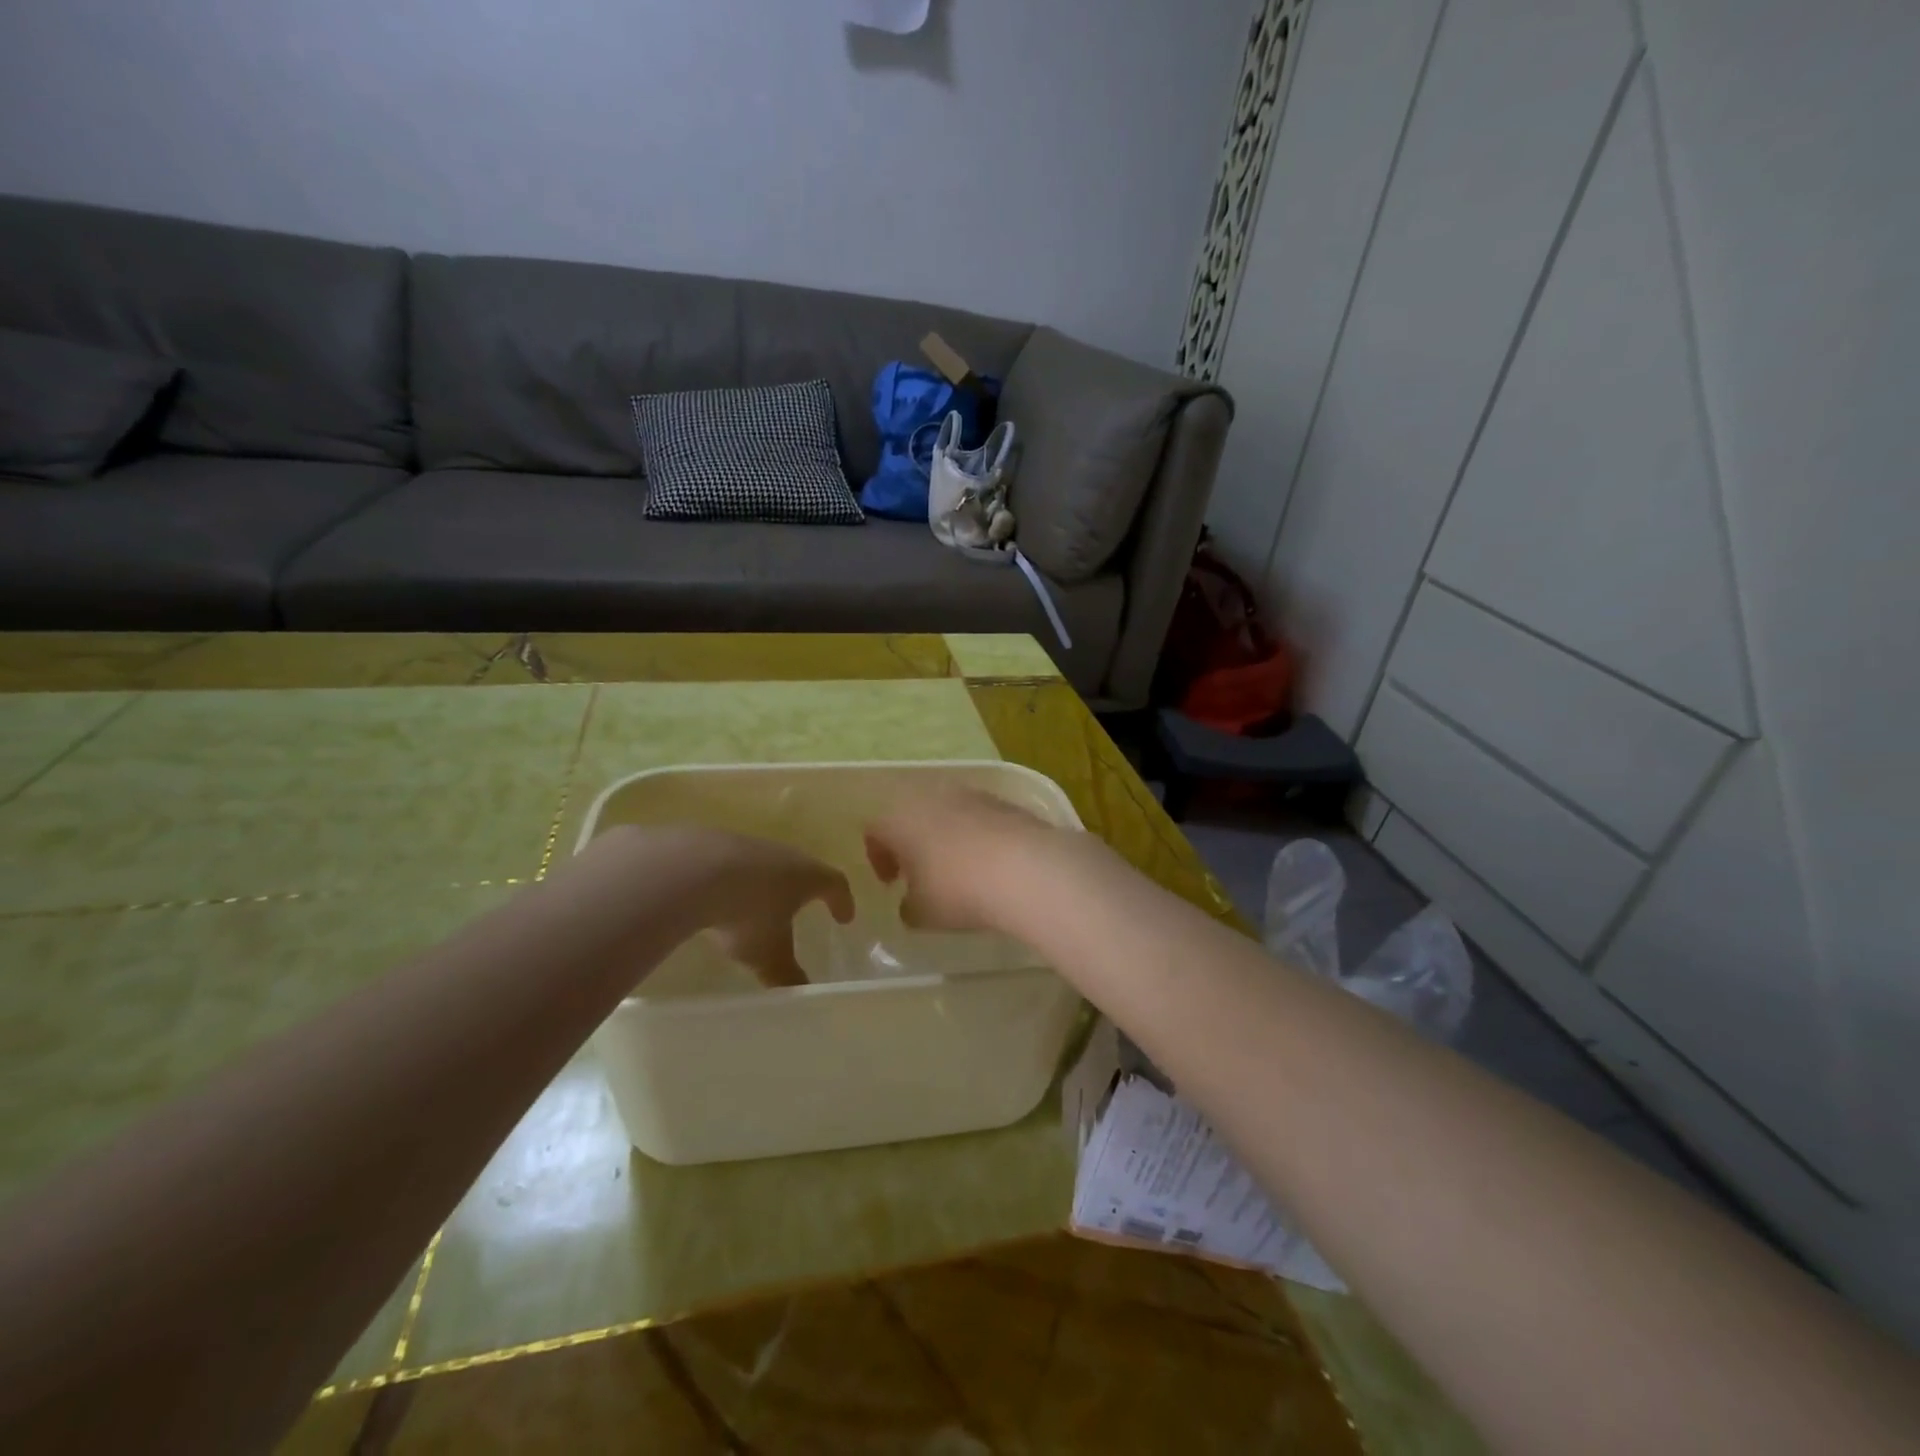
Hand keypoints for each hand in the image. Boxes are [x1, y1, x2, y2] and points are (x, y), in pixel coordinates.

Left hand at [674, 830, 855, 987]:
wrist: (694, 870)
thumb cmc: (748, 913)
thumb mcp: (769, 954)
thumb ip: (787, 974)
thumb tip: (803, 994)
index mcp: (808, 876)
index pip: (835, 884)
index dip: (842, 901)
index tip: (845, 918)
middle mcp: (785, 855)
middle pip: (803, 869)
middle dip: (804, 891)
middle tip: (804, 907)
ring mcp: (750, 846)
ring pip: (767, 866)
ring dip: (767, 885)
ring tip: (760, 906)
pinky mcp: (716, 846)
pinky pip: (735, 866)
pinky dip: (736, 882)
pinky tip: (722, 899)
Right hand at [863, 787, 1068, 934]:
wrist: (1026, 868)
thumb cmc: (958, 890)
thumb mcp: (922, 913)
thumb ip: (908, 907)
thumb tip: (910, 904)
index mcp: (900, 818)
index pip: (875, 830)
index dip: (879, 857)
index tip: (891, 882)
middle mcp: (931, 796)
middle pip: (911, 815)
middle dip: (913, 842)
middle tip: (921, 873)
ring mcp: (970, 795)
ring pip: (946, 813)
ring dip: (946, 836)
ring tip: (958, 869)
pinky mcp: (1004, 802)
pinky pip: (979, 817)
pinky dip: (977, 836)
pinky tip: (990, 863)